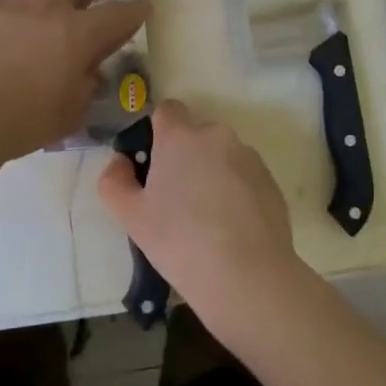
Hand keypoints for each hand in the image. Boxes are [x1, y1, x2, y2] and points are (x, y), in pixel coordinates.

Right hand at [97, 100, 297, 312]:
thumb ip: (114, 181)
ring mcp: (248, 157)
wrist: (246, 275)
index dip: (158, 132)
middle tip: (175, 199)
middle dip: (185, 157)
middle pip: (195, 135)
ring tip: (206, 218)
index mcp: (180, 136)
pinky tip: (230, 227)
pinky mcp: (270, 181)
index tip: (153, 164)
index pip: (167, 110)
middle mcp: (216, 136)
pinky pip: (244, 176)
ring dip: (211, 173)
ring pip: (221, 155)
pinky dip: (235, 191)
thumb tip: (120, 162)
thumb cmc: (179, 241)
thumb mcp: (131, 216)